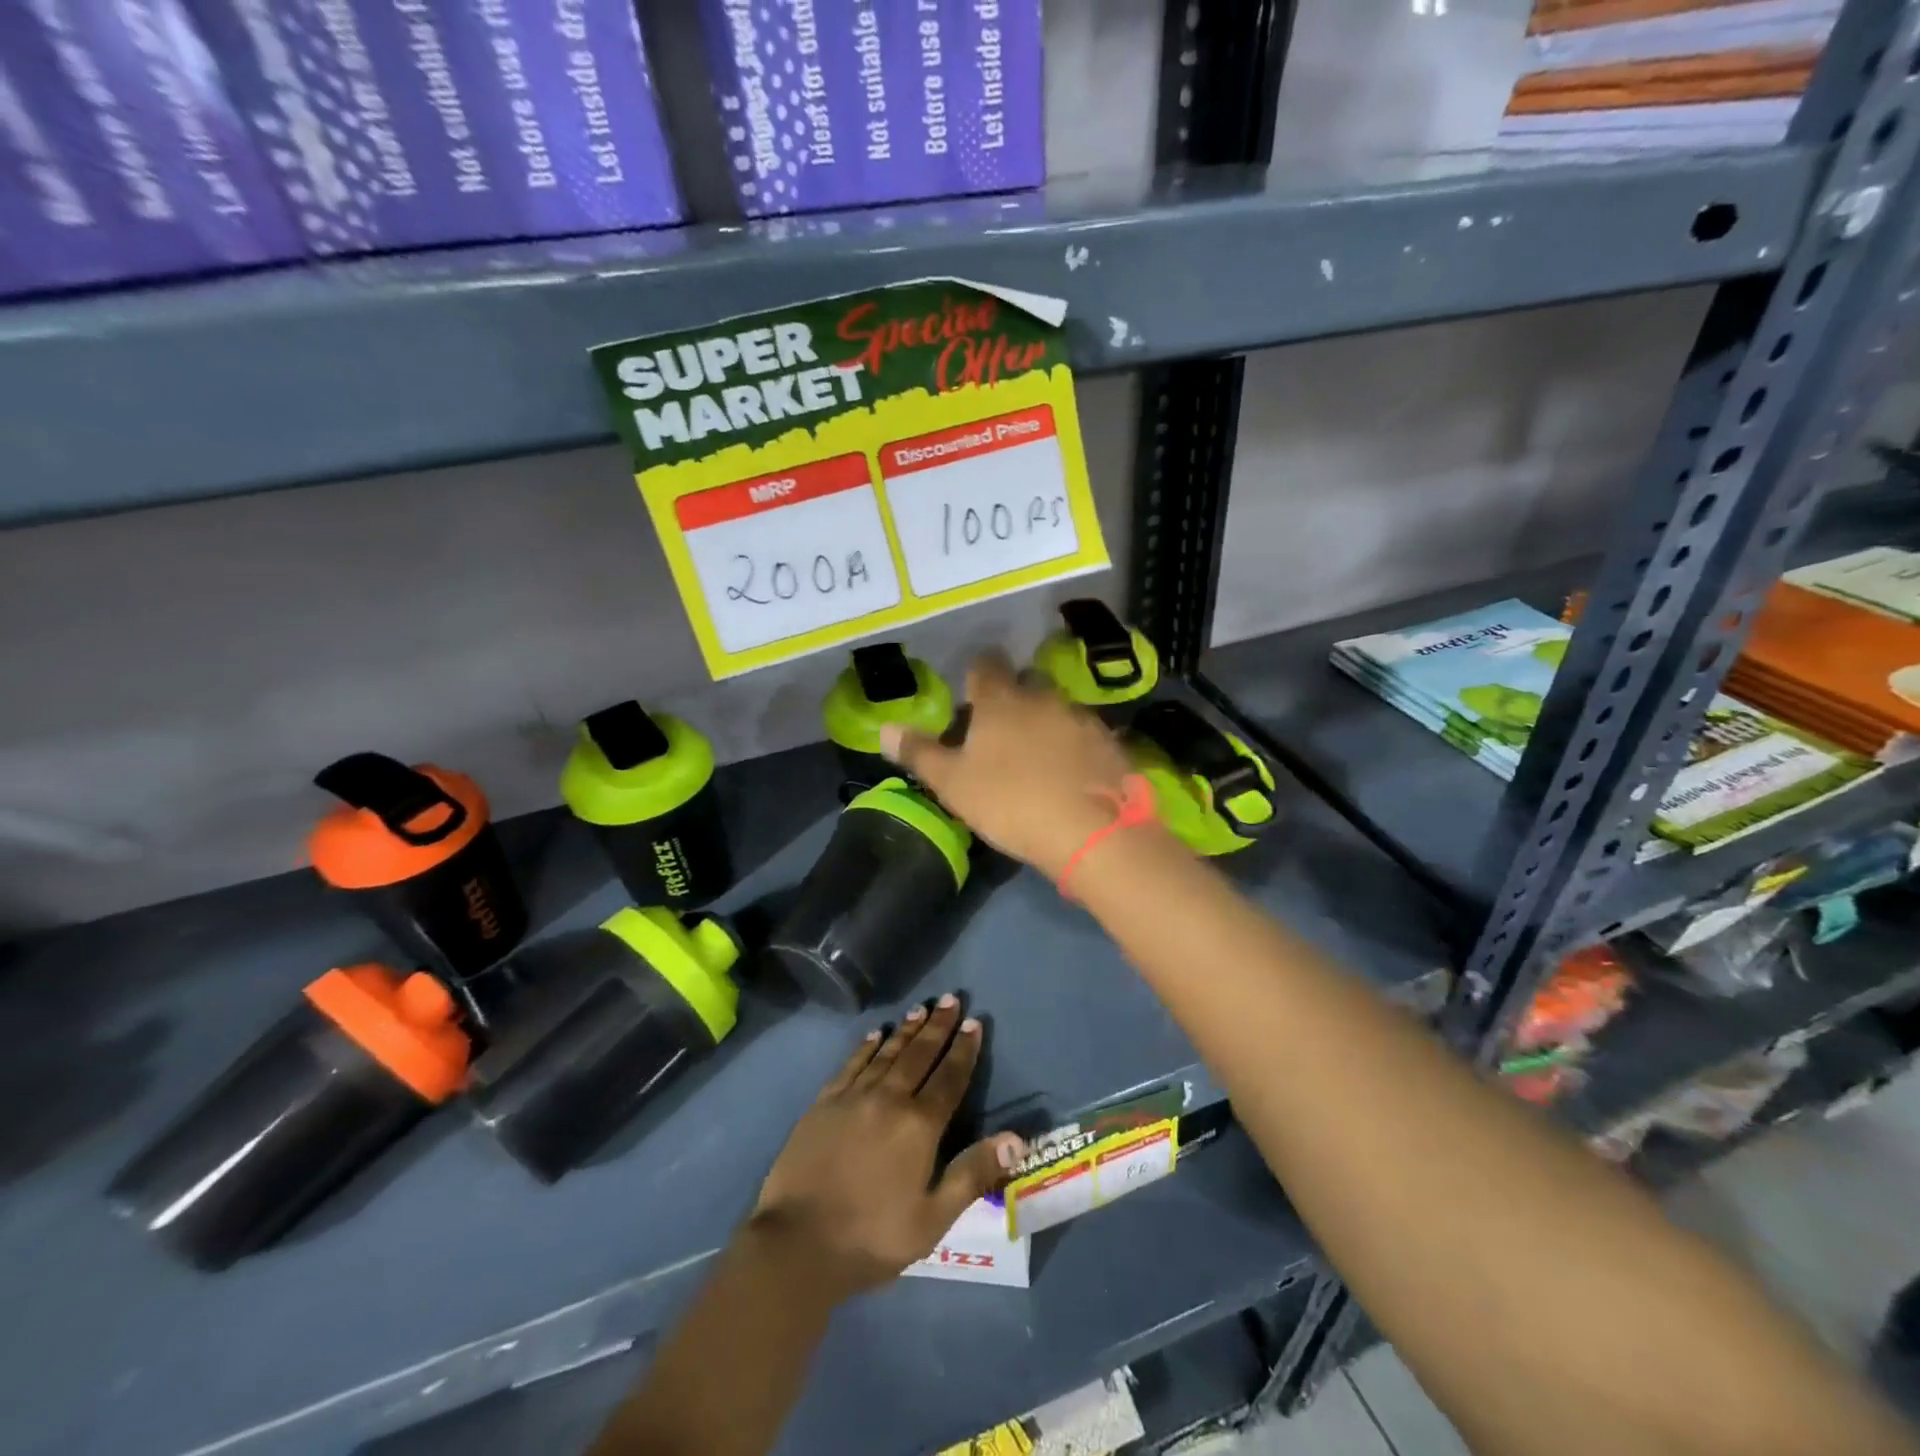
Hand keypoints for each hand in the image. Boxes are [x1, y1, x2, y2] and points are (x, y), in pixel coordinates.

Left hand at [750, 996, 1023, 1300]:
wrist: (797, 1244)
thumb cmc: (872, 1237)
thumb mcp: (933, 1219)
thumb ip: (973, 1174)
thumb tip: (1017, 1139)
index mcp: (919, 1126)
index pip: (949, 1078)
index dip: (964, 1050)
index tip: (974, 1022)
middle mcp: (888, 1099)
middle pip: (919, 1054)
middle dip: (938, 1026)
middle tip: (951, 999)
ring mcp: (852, 1097)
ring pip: (886, 1053)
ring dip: (906, 1030)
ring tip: (921, 1009)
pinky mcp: (823, 1103)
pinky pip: (851, 1064)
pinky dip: (867, 1047)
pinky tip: (875, 1035)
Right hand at [880, 652, 1140, 878]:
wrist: (1092, 833)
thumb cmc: (1010, 803)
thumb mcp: (953, 784)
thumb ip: (919, 753)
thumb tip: (884, 728)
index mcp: (1001, 700)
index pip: (985, 665)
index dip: (975, 676)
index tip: (970, 697)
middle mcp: (1044, 697)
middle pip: (1025, 684)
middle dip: (1012, 699)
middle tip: (1000, 733)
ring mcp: (1082, 718)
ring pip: (1057, 710)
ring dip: (1045, 724)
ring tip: (1037, 758)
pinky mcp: (1111, 744)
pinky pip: (1085, 736)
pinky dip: (1074, 747)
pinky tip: (1070, 775)